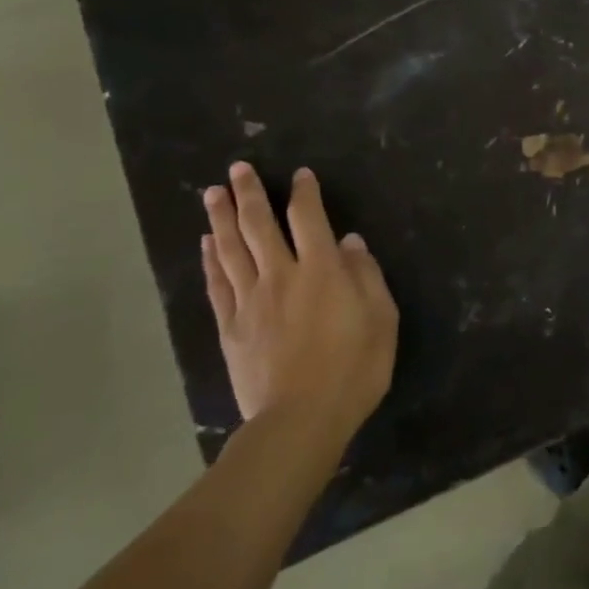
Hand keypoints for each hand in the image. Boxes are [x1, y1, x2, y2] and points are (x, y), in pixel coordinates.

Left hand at [201, 163, 396, 443]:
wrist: (300, 421)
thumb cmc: (354, 368)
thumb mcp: (382, 319)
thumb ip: (367, 276)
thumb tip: (351, 242)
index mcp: (322, 270)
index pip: (309, 218)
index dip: (304, 192)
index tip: (300, 174)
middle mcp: (282, 275)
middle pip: (259, 225)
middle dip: (248, 193)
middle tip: (236, 168)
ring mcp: (250, 301)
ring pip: (232, 249)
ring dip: (221, 218)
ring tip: (212, 193)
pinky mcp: (231, 327)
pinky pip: (217, 285)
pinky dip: (211, 260)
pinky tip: (207, 243)